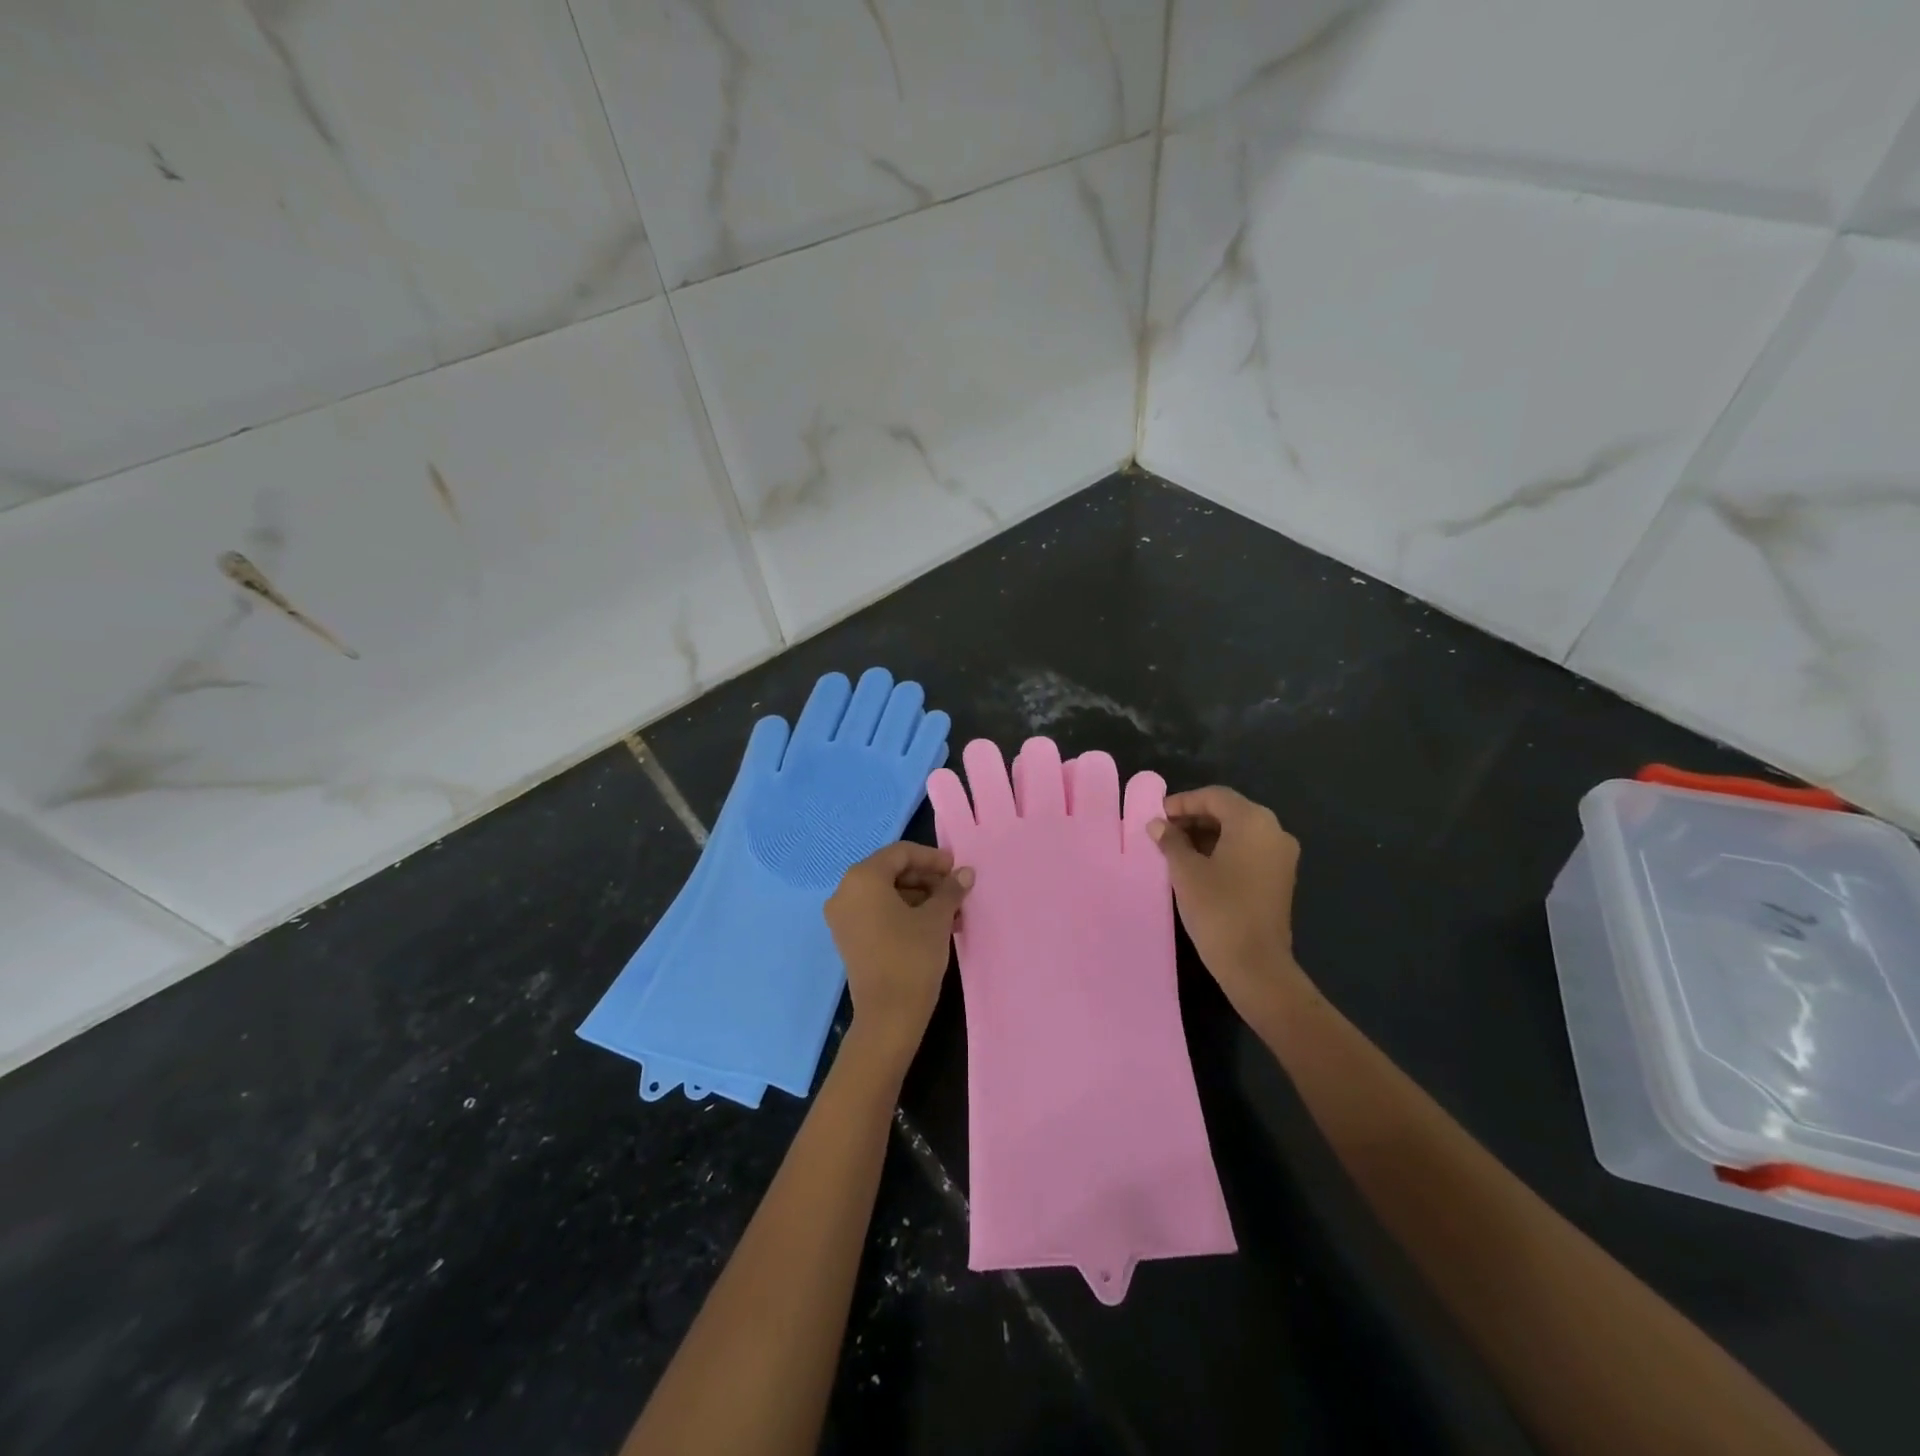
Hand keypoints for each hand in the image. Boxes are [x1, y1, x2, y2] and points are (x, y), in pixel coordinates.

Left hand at [826, 842, 971, 1065]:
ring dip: (920, 897)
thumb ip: (950, 889)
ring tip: (952, 913)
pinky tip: (933, 926)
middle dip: (927, 879)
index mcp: (863, 878)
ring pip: (886, 893)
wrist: (887, 1017)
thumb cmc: (912, 957)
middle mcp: (845, 891)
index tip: (957, 869)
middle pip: (891, 871)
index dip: (932, 858)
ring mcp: (843, 917)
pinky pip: (877, 912)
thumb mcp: (936, 919)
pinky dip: (904, 912)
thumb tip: (965, 873)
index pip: (901, 853)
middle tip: (956, 892)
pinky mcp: (848, 938)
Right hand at [1148, 786, 1303, 1007]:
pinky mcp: (1281, 878)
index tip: (1156, 816)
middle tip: (1163, 832)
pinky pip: (1249, 851)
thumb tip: (1158, 825)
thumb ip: (1171, 841)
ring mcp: (1281, 856)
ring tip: (1175, 849)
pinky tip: (1198, 866)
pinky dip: (1224, 851)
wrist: (1255, 964)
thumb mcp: (1185, 871)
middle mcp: (1274, 831)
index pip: (1214, 797)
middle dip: (1194, 818)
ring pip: (1239, 832)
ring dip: (1207, 835)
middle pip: (1229, 811)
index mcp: (1253, 821)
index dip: (1182, 802)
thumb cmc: (1217, 908)